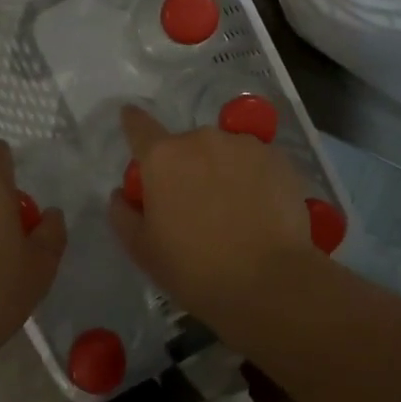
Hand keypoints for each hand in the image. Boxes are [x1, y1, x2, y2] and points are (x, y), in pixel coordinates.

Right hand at [109, 105, 318, 334]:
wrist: (270, 281)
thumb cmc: (196, 269)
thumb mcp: (144, 251)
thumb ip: (124, 215)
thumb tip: (121, 193)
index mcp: (163, 158)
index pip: (139, 127)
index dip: (133, 123)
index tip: (131, 120)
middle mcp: (202, 139)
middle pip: (186, 145)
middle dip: (186, 166)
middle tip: (194, 204)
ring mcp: (244, 145)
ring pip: (224, 151)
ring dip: (222, 170)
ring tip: (234, 210)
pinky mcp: (278, 158)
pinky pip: (256, 161)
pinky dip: (254, 178)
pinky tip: (260, 210)